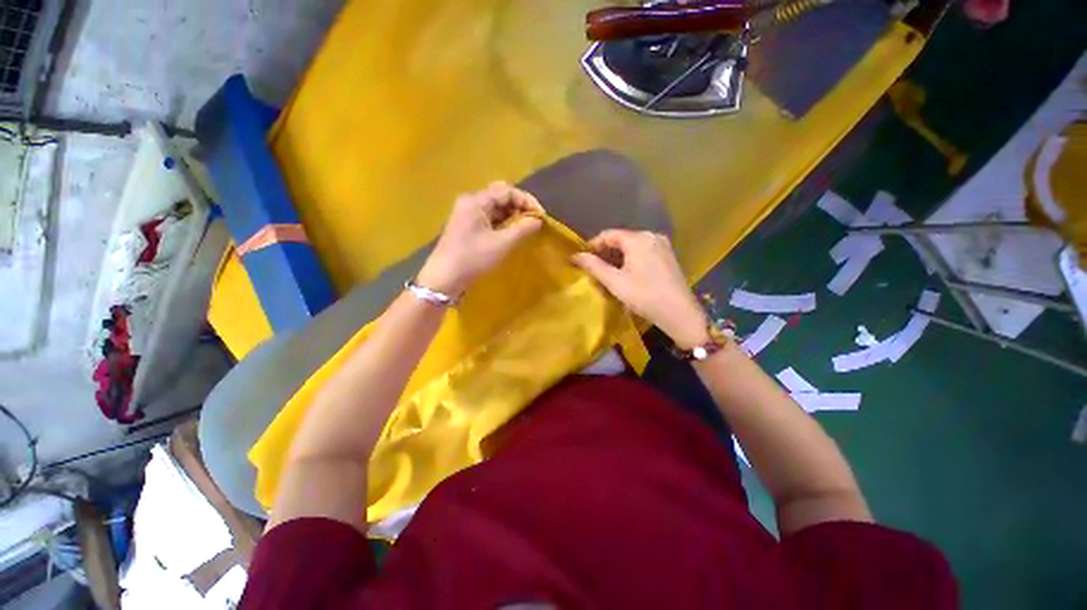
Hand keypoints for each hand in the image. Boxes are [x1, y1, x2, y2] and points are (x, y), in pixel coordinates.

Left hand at [418, 182, 544, 294]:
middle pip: (500, 196)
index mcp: (476, 201)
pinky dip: (502, 223)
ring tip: (525, 229)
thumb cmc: (473, 258)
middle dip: (520, 207)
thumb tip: (538, 220)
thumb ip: (523, 229)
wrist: (445, 278)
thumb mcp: (502, 243)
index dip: (527, 201)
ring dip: (512, 216)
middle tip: (533, 221)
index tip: (541, 216)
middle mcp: (470, 202)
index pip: (507, 191)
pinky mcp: (467, 226)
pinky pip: (489, 218)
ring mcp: (467, 214)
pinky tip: (511, 234)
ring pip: (495, 208)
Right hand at [572, 230, 707, 347]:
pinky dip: (631, 259)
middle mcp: (651, 236)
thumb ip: (594, 266)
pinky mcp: (668, 256)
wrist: (679, 312)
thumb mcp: (615, 282)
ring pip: (633, 246)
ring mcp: (662, 245)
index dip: (592, 245)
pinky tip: (626, 273)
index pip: (608, 234)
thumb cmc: (644, 296)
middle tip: (594, 269)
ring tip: (608, 273)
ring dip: (618, 257)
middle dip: (605, 252)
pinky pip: (644, 251)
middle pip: (621, 239)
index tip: (582, 259)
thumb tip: (575, 255)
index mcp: (638, 238)